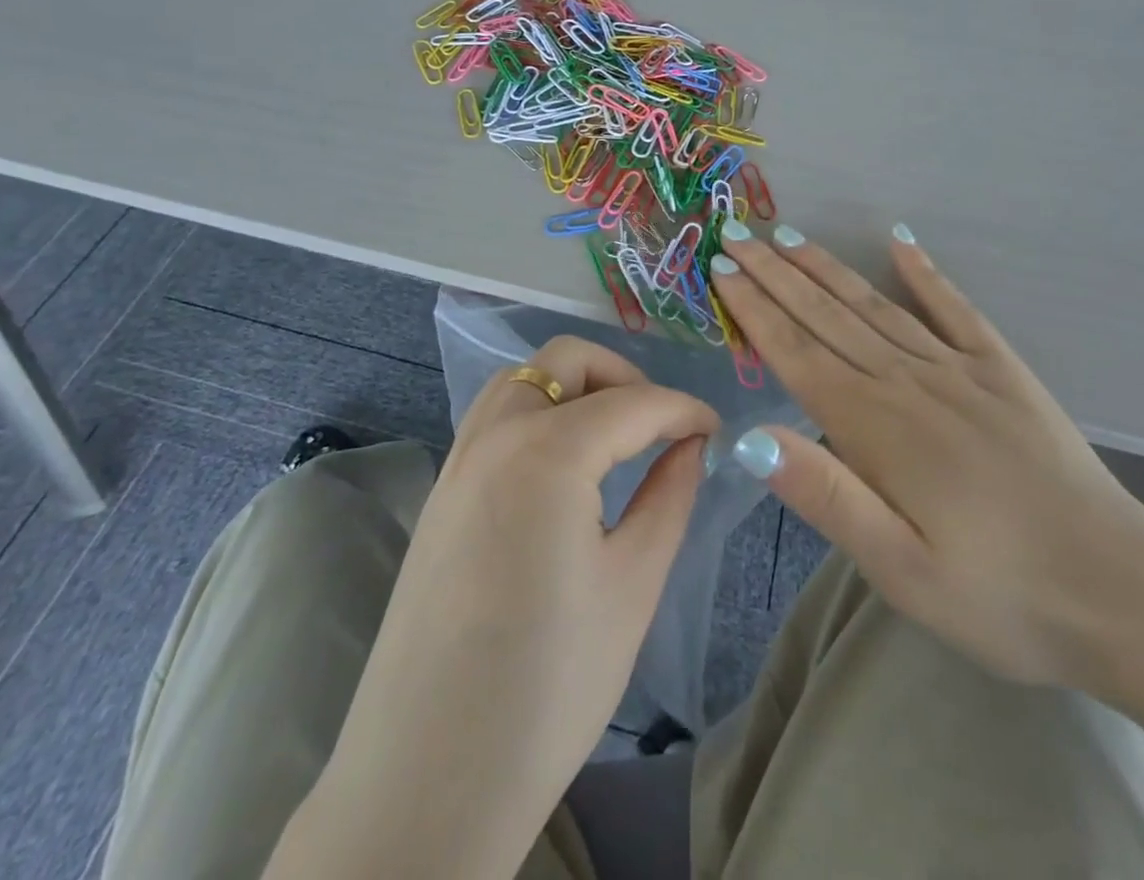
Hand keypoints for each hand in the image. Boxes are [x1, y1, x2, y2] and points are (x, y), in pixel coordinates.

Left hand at [294, 336, 716, 878]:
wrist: (427, 782)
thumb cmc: (549, 687)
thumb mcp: (632, 585)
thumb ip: (669, 495)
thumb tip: (691, 445)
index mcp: (548, 452)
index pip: (633, 403)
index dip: (683, 409)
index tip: (715, 428)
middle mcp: (495, 436)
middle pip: (566, 361)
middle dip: (623, 376)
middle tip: (660, 426)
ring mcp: (457, 461)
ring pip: (522, 380)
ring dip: (574, 387)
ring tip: (613, 437)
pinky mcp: (439, 494)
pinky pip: (494, 418)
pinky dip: (538, 412)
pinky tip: (563, 467)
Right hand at [709, 223, 1143, 706]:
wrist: (1123, 593)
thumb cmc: (1000, 597)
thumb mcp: (902, 571)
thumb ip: (827, 498)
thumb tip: (751, 439)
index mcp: (876, 428)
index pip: (797, 353)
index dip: (755, 309)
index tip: (722, 269)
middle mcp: (909, 382)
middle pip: (827, 316)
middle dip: (776, 274)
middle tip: (737, 234)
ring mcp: (959, 369)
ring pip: (876, 305)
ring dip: (827, 268)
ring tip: (789, 236)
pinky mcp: (1003, 371)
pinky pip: (956, 309)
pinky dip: (926, 274)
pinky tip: (901, 244)